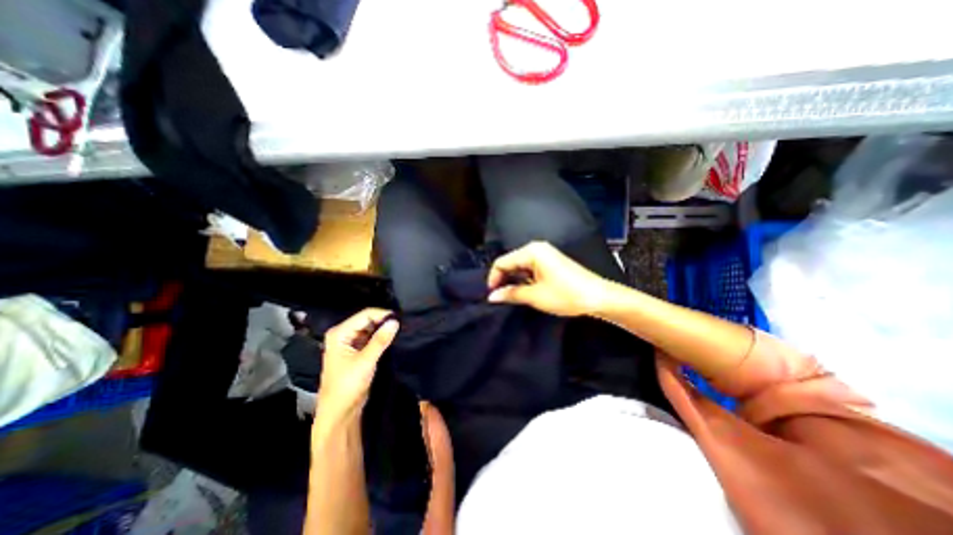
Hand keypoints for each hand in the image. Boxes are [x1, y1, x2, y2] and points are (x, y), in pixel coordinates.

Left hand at [315, 310, 398, 421]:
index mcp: (340, 333)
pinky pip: (372, 337)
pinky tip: (393, 337)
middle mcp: (344, 333)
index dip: (383, 315)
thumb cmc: (347, 386)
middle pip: (368, 320)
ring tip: (401, 329)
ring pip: (371, 328)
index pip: (365, 315)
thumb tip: (395, 321)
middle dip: (384, 321)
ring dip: (384, 329)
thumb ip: (380, 340)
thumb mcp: (366, 362)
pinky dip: (382, 337)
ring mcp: (350, 342)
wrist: (340, 412)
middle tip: (403, 324)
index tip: (401, 319)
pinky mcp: (358, 350)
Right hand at [487, 241, 613, 316]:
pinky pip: (530, 268)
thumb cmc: (565, 295)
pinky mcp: (551, 262)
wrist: (598, 297)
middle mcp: (537, 248)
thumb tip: (492, 296)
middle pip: (510, 262)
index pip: (502, 262)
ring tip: (511, 296)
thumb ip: (511, 293)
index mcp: (531, 251)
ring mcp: (545, 254)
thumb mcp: (534, 296)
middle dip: (503, 279)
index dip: (494, 278)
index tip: (492, 295)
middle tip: (500, 297)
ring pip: (520, 266)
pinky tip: (525, 290)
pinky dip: (524, 279)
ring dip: (514, 280)